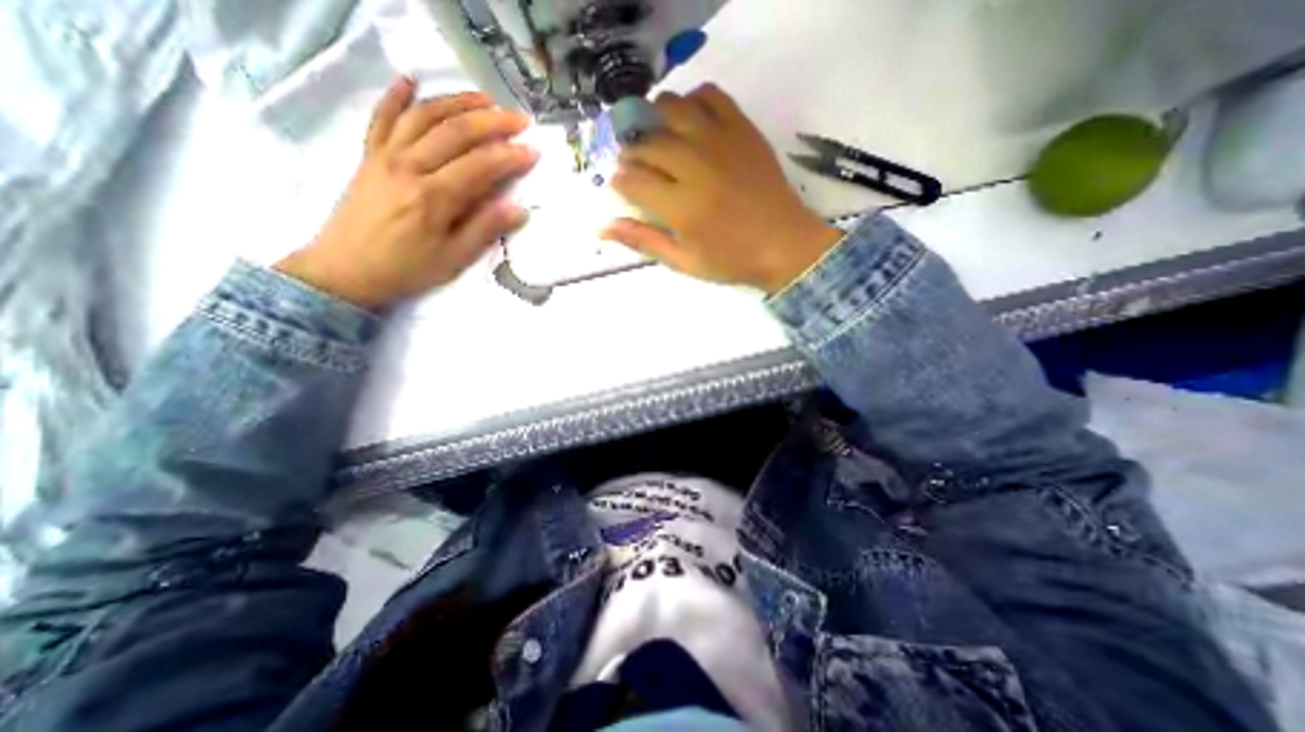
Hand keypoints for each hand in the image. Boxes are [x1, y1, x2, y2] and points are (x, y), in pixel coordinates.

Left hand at [275, 78, 539, 307]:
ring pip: (424, 117)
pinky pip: (382, 117)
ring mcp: (385, 156)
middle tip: (520, 119)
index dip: (510, 156)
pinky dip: (396, 96)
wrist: (346, 270)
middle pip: (455, 132)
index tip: (534, 151)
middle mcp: (409, 167)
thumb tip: (519, 209)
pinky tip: (411, 79)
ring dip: (456, 102)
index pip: (480, 166)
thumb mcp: (453, 258)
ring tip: (485, 98)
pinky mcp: (369, 155)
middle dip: (492, 121)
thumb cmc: (407, 269)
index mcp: (434, 197)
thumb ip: (485, 229)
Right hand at [605, 82, 846, 292]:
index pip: (632, 181)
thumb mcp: (683, 261)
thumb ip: (643, 241)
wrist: (784, 244)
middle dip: (632, 152)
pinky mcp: (741, 130)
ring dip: (654, 118)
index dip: (620, 181)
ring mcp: (719, 143)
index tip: (624, 187)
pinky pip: (710, 96)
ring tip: (657, 138)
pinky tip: (689, 121)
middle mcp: (694, 168)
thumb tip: (602, 228)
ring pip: (671, 108)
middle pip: (646, 143)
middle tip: (638, 165)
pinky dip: (692, 100)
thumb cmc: (731, 260)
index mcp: (679, 207)